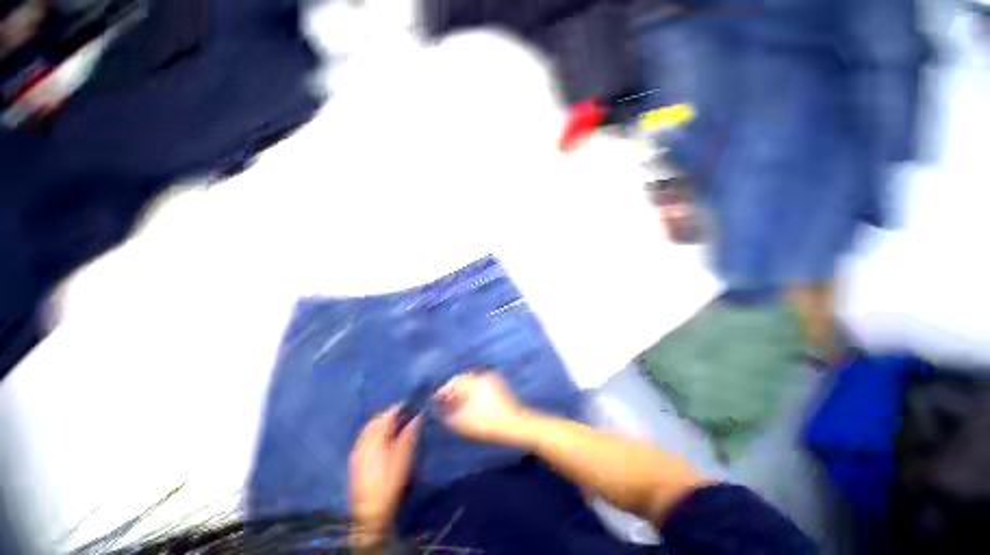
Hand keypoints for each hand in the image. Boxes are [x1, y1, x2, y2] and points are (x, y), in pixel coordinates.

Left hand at [349, 406, 420, 545]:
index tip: (411, 405)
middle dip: (389, 415)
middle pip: (375, 421)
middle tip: (404, 415)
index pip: (387, 415)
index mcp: (375, 438)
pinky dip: (374, 434)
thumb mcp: (404, 456)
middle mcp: (363, 441)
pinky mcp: (355, 462)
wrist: (370, 512)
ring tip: (394, 426)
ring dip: (381, 425)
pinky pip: (364, 439)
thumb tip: (418, 416)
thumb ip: (409, 433)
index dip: (399, 408)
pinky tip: (382, 441)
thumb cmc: (390, 481)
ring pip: (368, 430)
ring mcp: (357, 452)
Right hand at [435, 372, 529, 444]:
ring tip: (457, 402)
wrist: (516, 424)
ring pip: (472, 380)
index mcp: (474, 382)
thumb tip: (438, 410)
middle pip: (463, 379)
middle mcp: (483, 375)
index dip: (443, 390)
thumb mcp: (464, 423)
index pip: (454, 381)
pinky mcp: (499, 384)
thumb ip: (448, 415)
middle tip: (445, 401)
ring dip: (463, 389)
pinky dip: (473, 390)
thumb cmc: (489, 424)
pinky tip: (471, 401)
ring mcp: (493, 379)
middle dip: (453, 389)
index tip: (436, 399)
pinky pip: (481, 383)